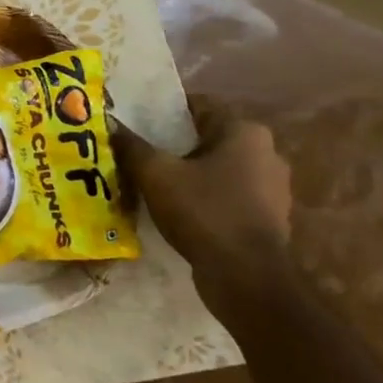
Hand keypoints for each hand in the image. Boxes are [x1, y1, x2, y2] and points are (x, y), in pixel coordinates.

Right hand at [114, 98, 290, 279]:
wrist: (245, 275)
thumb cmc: (203, 211)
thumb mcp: (156, 175)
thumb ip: (132, 146)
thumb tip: (110, 122)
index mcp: (245, 132)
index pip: (199, 106)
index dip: (164, 111)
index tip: (137, 122)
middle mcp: (267, 152)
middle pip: (208, 138)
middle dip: (174, 145)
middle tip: (139, 153)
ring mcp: (272, 187)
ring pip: (218, 169)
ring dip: (190, 173)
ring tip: (153, 183)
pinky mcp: (268, 217)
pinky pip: (227, 195)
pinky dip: (204, 197)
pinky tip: (178, 210)